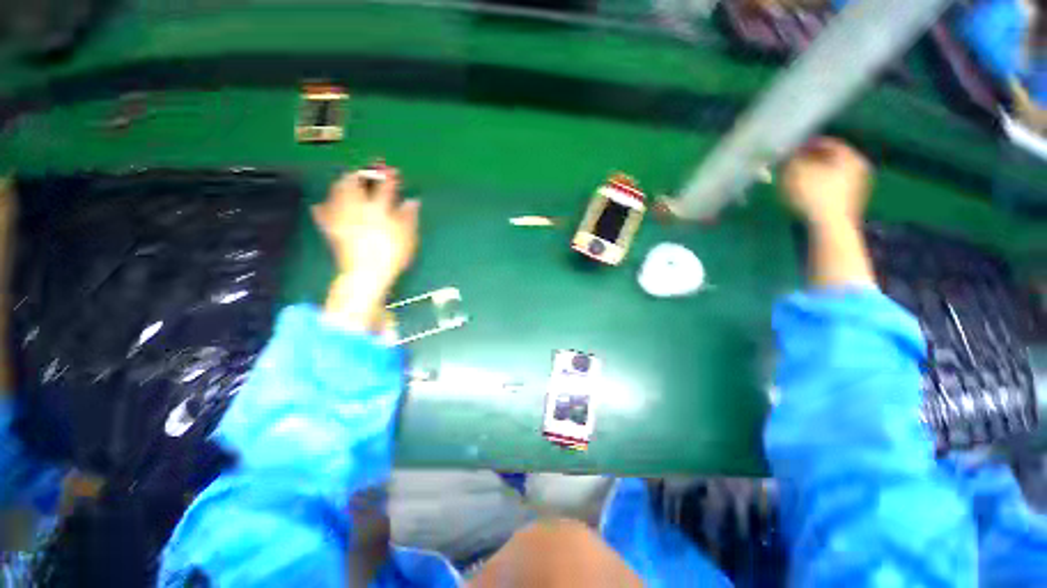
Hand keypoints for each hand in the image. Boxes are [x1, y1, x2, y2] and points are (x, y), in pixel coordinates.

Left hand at [313, 165, 419, 330]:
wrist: (365, 274)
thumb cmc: (391, 255)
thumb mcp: (408, 237)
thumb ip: (409, 216)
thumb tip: (412, 201)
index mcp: (378, 209)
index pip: (385, 188)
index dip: (389, 177)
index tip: (393, 171)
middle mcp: (357, 208)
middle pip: (354, 184)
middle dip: (360, 174)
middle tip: (366, 170)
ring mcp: (342, 218)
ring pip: (337, 193)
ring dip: (342, 183)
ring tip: (346, 179)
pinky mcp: (332, 230)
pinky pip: (324, 213)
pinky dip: (324, 206)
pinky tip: (322, 203)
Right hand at [781, 137, 871, 227]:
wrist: (830, 227)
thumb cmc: (812, 195)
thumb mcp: (794, 173)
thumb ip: (791, 159)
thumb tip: (788, 153)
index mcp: (849, 155)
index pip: (828, 143)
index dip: (807, 145)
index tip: (791, 150)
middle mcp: (859, 167)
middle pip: (832, 158)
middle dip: (813, 160)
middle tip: (794, 164)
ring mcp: (859, 186)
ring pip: (834, 173)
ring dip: (817, 174)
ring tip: (798, 180)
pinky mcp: (852, 203)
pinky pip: (834, 188)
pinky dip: (821, 187)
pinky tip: (807, 194)